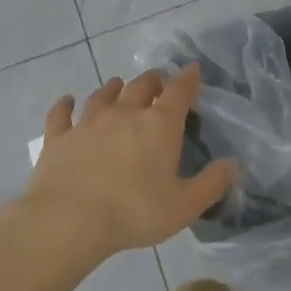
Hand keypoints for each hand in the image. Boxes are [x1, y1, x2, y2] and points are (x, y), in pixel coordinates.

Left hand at [22, 65, 235, 261]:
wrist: (69, 221)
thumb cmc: (134, 212)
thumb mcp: (184, 206)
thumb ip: (211, 184)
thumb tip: (231, 165)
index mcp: (159, 125)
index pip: (178, 91)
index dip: (188, 78)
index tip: (192, 70)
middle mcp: (124, 114)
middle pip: (140, 86)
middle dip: (152, 81)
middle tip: (157, 82)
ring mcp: (88, 123)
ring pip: (103, 95)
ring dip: (114, 88)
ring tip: (119, 85)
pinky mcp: (59, 138)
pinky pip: (61, 114)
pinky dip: (65, 105)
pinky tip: (66, 101)